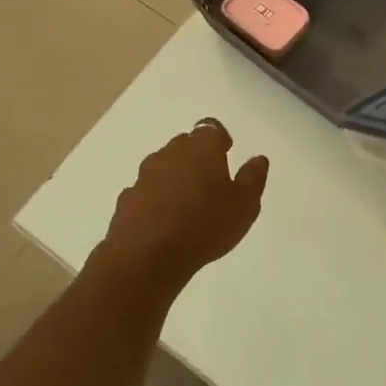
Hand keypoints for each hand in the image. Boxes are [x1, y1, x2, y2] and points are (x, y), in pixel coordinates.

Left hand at [102, 119, 268, 290]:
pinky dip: (155, 199)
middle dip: (196, 157)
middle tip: (209, 181)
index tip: (226, 152)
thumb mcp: (245, 205)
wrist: (146, 256)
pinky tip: (163, 221)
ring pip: (163, 166)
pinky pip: (146, 191)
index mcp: (202, 147)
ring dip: (174, 177)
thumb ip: (253, 178)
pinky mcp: (127, 199)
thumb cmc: (204, 225)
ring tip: (186, 203)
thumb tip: (258, 159)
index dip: (219, 139)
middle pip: (185, 145)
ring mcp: (144, 175)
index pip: (211, 128)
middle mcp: (171, 152)